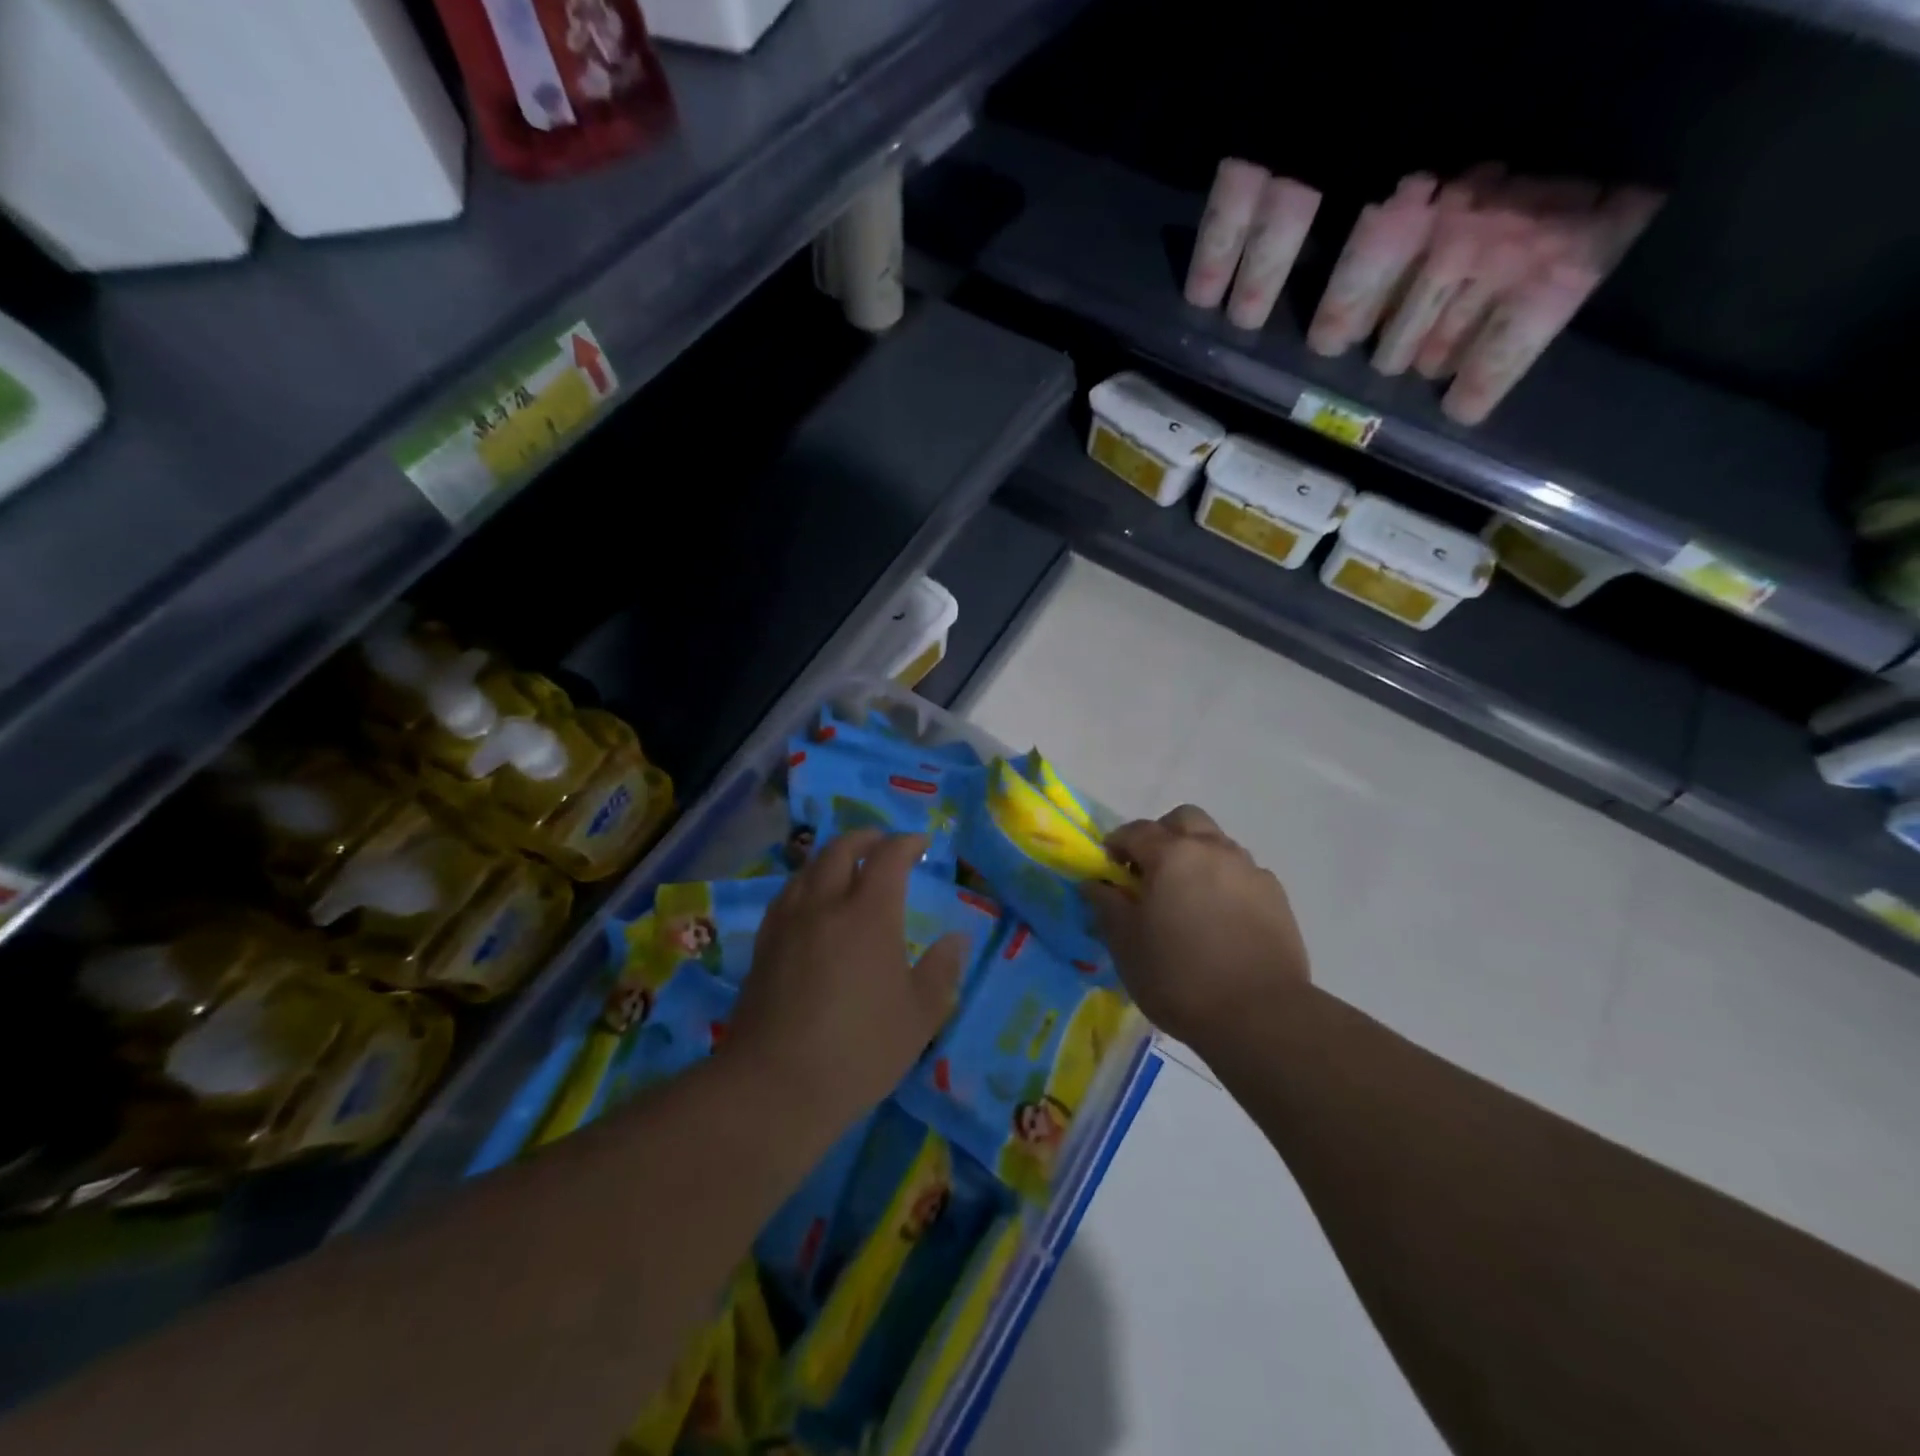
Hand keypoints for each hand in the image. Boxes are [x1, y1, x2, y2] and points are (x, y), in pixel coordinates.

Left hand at [727, 830, 964, 1129]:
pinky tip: (810, 902)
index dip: (906, 843)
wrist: (775, 1085)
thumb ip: (942, 971)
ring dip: (831, 855)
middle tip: (883, 843)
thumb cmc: (859, 1050)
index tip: (921, 843)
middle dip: (865, 837)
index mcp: (869, 914)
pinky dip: (806, 881)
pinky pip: (787, 894)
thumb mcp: (919, 1016)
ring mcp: (788, 922)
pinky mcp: (763, 945)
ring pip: (808, 867)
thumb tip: (957, 939)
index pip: (888, 857)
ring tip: (847, 866)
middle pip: (840, 849)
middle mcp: (825, 904)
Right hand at [1085, 805, 1310, 1047]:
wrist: (1261, 1015)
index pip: (1135, 830)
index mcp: (1171, 855)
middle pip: (1184, 820)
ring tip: (1187, 898)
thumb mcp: (1126, 945)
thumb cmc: (1179, 978)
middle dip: (1162, 836)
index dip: (1116, 844)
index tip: (1108, 869)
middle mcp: (1213, 850)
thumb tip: (1095, 883)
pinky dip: (1224, 882)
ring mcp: (1249, 870)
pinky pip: (1242, 873)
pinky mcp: (1276, 896)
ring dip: (1196, 856)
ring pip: (1217, 843)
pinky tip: (1220, 919)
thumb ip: (1107, 905)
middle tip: (1150, 873)